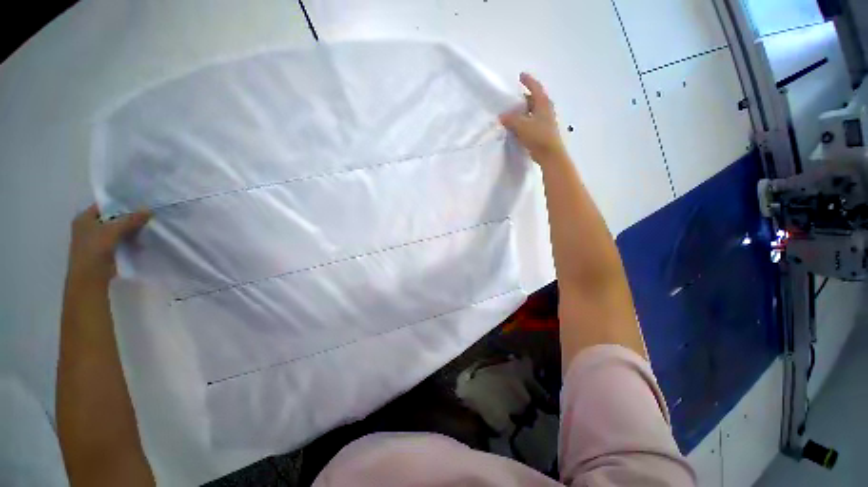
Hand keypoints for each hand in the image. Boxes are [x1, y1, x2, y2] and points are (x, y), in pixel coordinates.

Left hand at [66, 204, 150, 289]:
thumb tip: (148, 210)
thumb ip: (130, 219)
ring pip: (116, 229)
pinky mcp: (103, 250)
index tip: (139, 203)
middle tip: (146, 216)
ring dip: (130, 229)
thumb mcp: (113, 231)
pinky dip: (128, 239)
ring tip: (146, 228)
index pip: (104, 205)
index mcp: (84, 218)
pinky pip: (118, 240)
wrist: (90, 277)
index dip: (120, 203)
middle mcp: (88, 226)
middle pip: (111, 217)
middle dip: (128, 217)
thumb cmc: (95, 249)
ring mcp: (95, 239)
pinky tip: (140, 240)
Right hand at [499, 73, 566, 161]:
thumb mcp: (522, 126)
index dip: (528, 81)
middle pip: (534, 99)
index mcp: (543, 103)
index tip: (521, 76)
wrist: (550, 154)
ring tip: (513, 113)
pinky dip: (525, 120)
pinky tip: (518, 126)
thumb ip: (511, 119)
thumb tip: (502, 116)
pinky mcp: (543, 131)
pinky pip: (532, 121)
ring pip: (533, 111)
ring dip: (524, 110)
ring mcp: (546, 121)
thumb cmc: (538, 136)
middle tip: (514, 98)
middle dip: (524, 97)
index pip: (535, 87)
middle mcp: (546, 109)